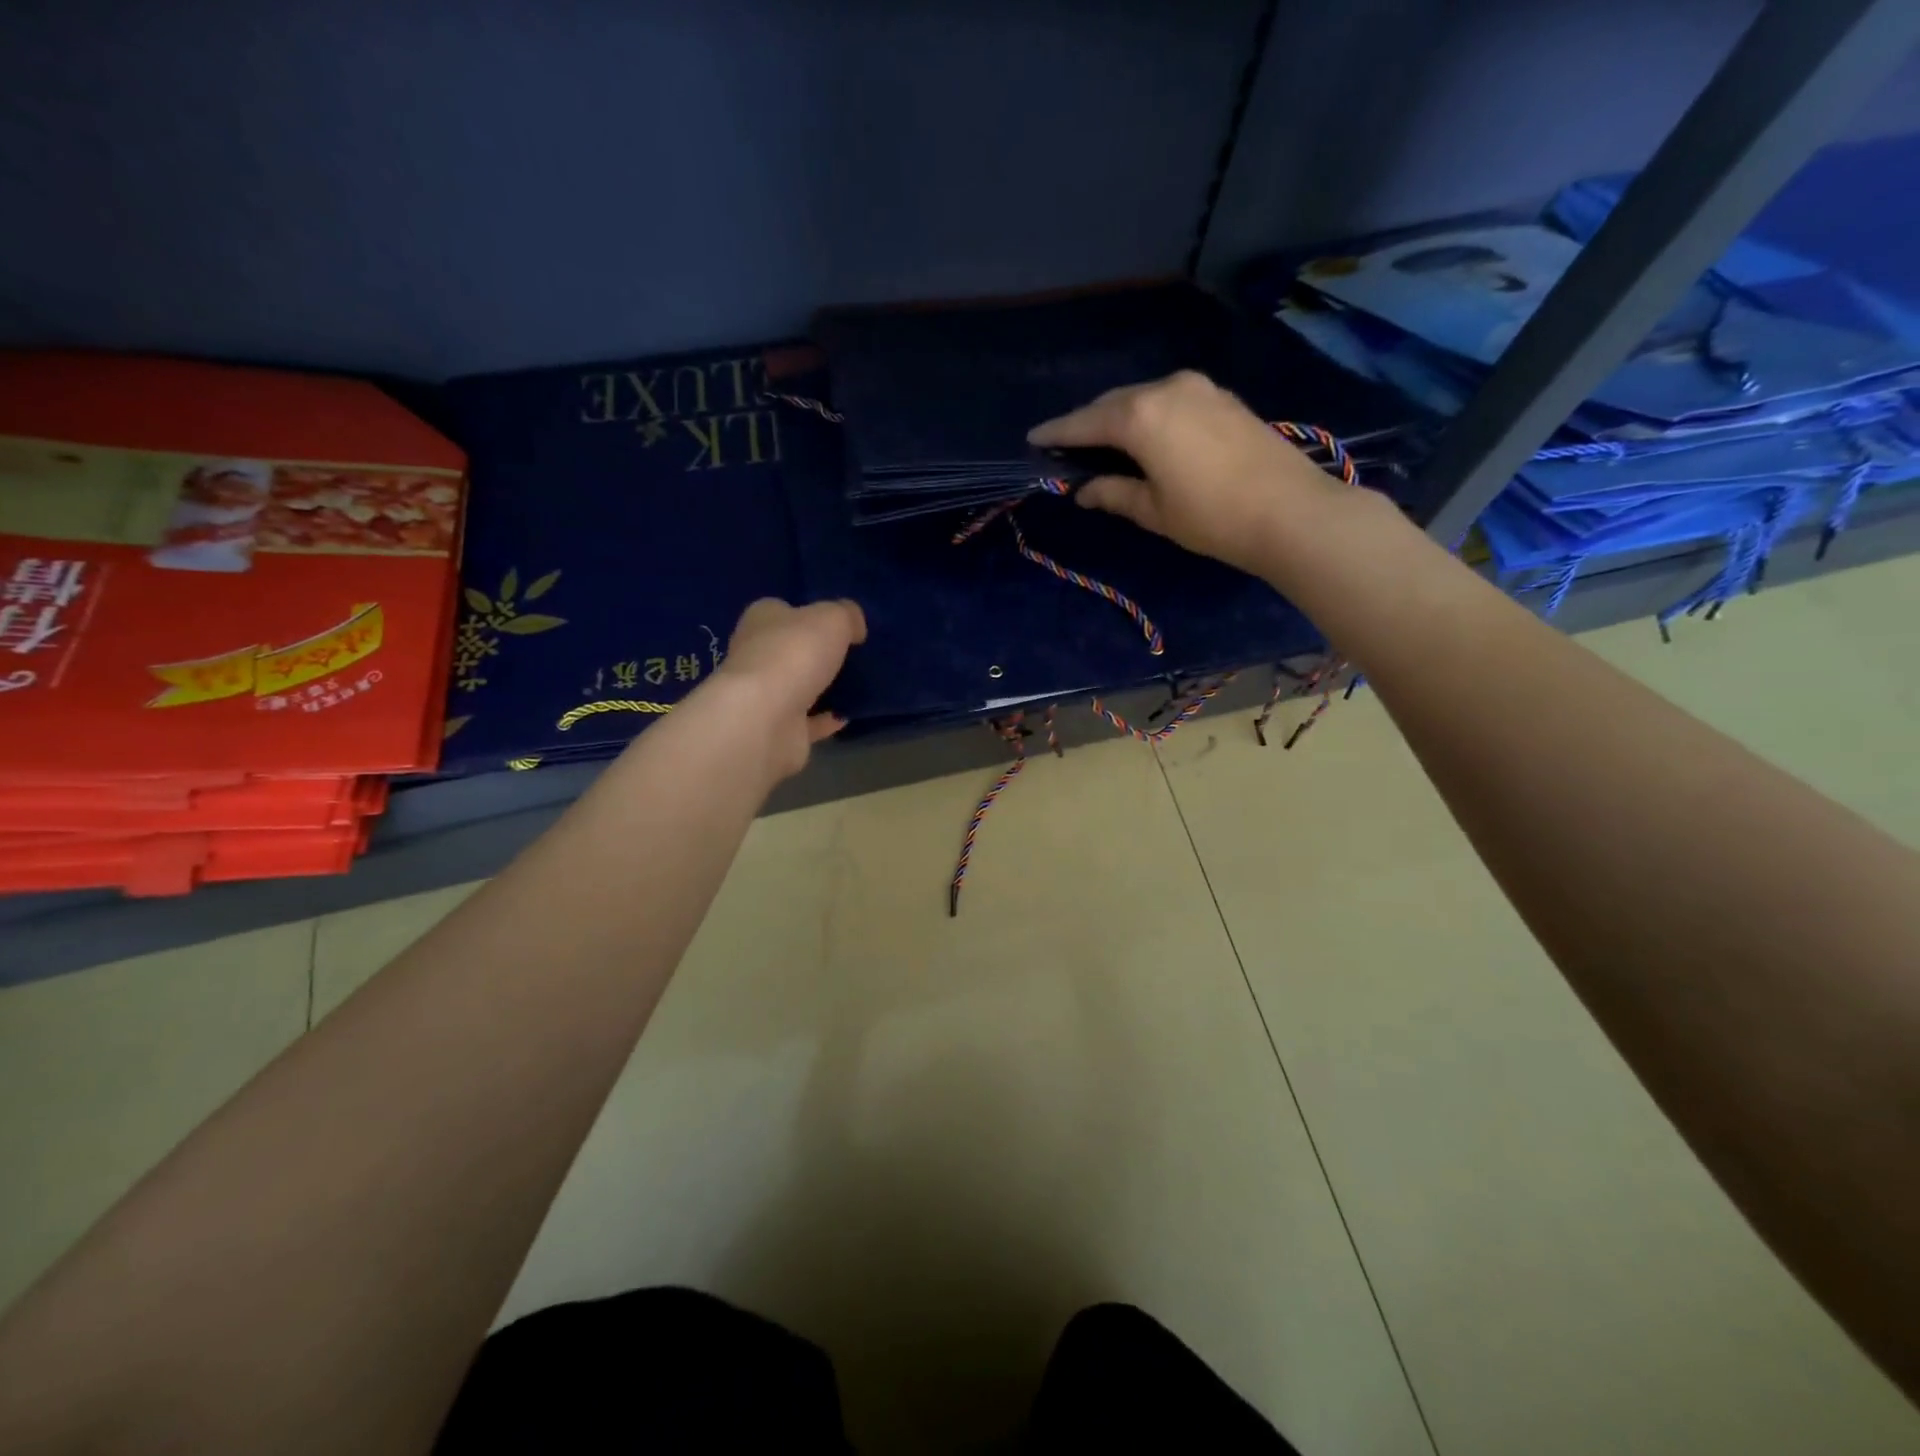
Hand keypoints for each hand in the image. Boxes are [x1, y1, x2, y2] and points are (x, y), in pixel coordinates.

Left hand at [710, 597, 866, 778]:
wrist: (767, 718)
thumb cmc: (795, 654)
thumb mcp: (833, 618)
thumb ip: (847, 615)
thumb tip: (855, 627)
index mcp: (762, 619)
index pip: (783, 611)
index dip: (809, 614)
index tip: (839, 625)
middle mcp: (756, 654)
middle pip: (790, 650)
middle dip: (817, 653)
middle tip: (853, 656)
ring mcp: (765, 695)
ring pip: (799, 686)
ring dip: (822, 688)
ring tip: (857, 686)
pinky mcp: (777, 729)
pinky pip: (807, 721)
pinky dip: (826, 719)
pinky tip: (848, 715)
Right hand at [1028, 370, 1348, 577]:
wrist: (1290, 512)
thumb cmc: (1211, 517)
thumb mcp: (1153, 510)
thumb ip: (1113, 493)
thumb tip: (1084, 490)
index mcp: (1140, 417)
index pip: (1085, 423)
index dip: (1056, 433)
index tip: (1033, 440)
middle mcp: (1166, 389)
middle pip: (1112, 404)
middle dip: (1087, 424)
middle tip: (1067, 448)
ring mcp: (1199, 388)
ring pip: (1142, 398)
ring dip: (1118, 419)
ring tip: (1102, 446)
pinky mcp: (1221, 398)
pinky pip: (1169, 400)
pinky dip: (1148, 416)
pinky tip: (1144, 438)